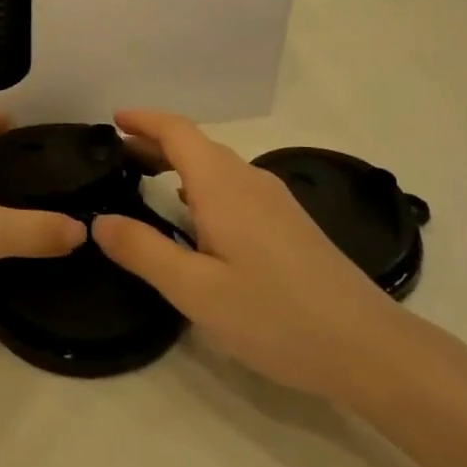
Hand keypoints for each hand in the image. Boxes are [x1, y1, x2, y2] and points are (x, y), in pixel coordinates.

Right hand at [94, 110, 401, 404]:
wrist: (367, 346)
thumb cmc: (275, 316)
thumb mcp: (196, 291)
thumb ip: (144, 251)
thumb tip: (99, 221)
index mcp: (224, 187)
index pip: (178, 131)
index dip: (144, 120)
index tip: (112, 120)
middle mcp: (250, 181)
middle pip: (196, 145)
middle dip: (154, 142)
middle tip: (116, 157)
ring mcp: (274, 201)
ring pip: (217, 166)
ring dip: (178, 163)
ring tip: (145, 179)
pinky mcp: (288, 223)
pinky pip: (234, 186)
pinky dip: (201, 184)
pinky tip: (195, 215)